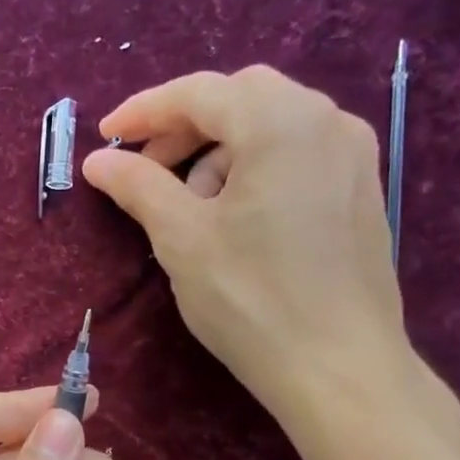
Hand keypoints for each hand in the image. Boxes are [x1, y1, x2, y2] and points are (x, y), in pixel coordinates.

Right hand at [82, 66, 411, 444]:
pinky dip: (254, 165)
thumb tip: (97, 160)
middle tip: (146, 167)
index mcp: (281, 123)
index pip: (199, 92)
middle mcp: (327, 120)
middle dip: (184, 126)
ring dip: (219, 149)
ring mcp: (353, 154)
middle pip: (240, 98)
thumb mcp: (181, 239)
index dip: (144, 111)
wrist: (339, 368)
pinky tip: (235, 215)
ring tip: (191, 205)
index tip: (104, 138)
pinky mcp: (361, 188)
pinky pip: (297, 151)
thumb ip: (138, 186)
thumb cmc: (251, 300)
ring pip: (271, 123)